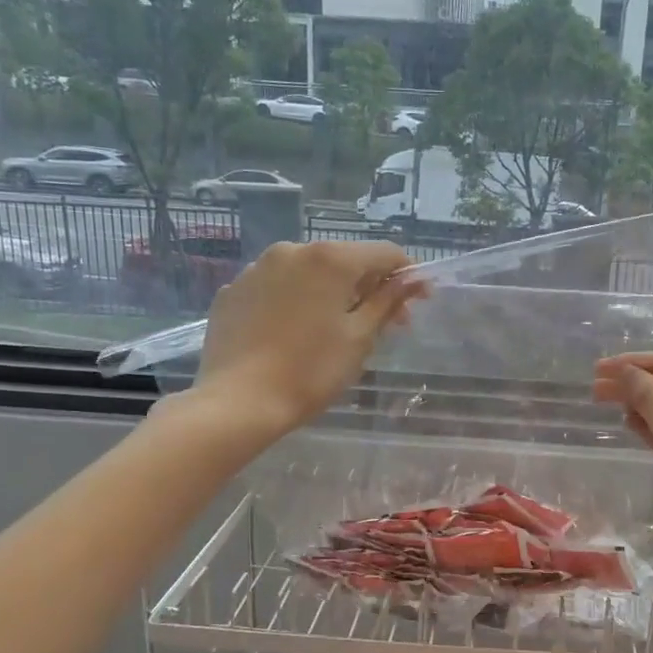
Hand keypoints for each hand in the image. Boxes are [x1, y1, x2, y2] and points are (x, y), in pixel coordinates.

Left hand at [192, 241, 425, 433]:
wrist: (238, 402)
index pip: (384, 253)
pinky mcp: (233, 290)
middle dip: (369, 286)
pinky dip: (295, 302)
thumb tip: (412, 279)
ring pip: (308, 272)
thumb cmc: (311, 371)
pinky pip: (276, 287)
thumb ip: (387, 301)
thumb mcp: (360, 337)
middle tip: (383, 325)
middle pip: (345, 259)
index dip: (407, 275)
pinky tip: (294, 334)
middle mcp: (292, 250)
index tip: (418, 303)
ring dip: (331, 293)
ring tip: (334, 330)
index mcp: (330, 258)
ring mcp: (257, 268)